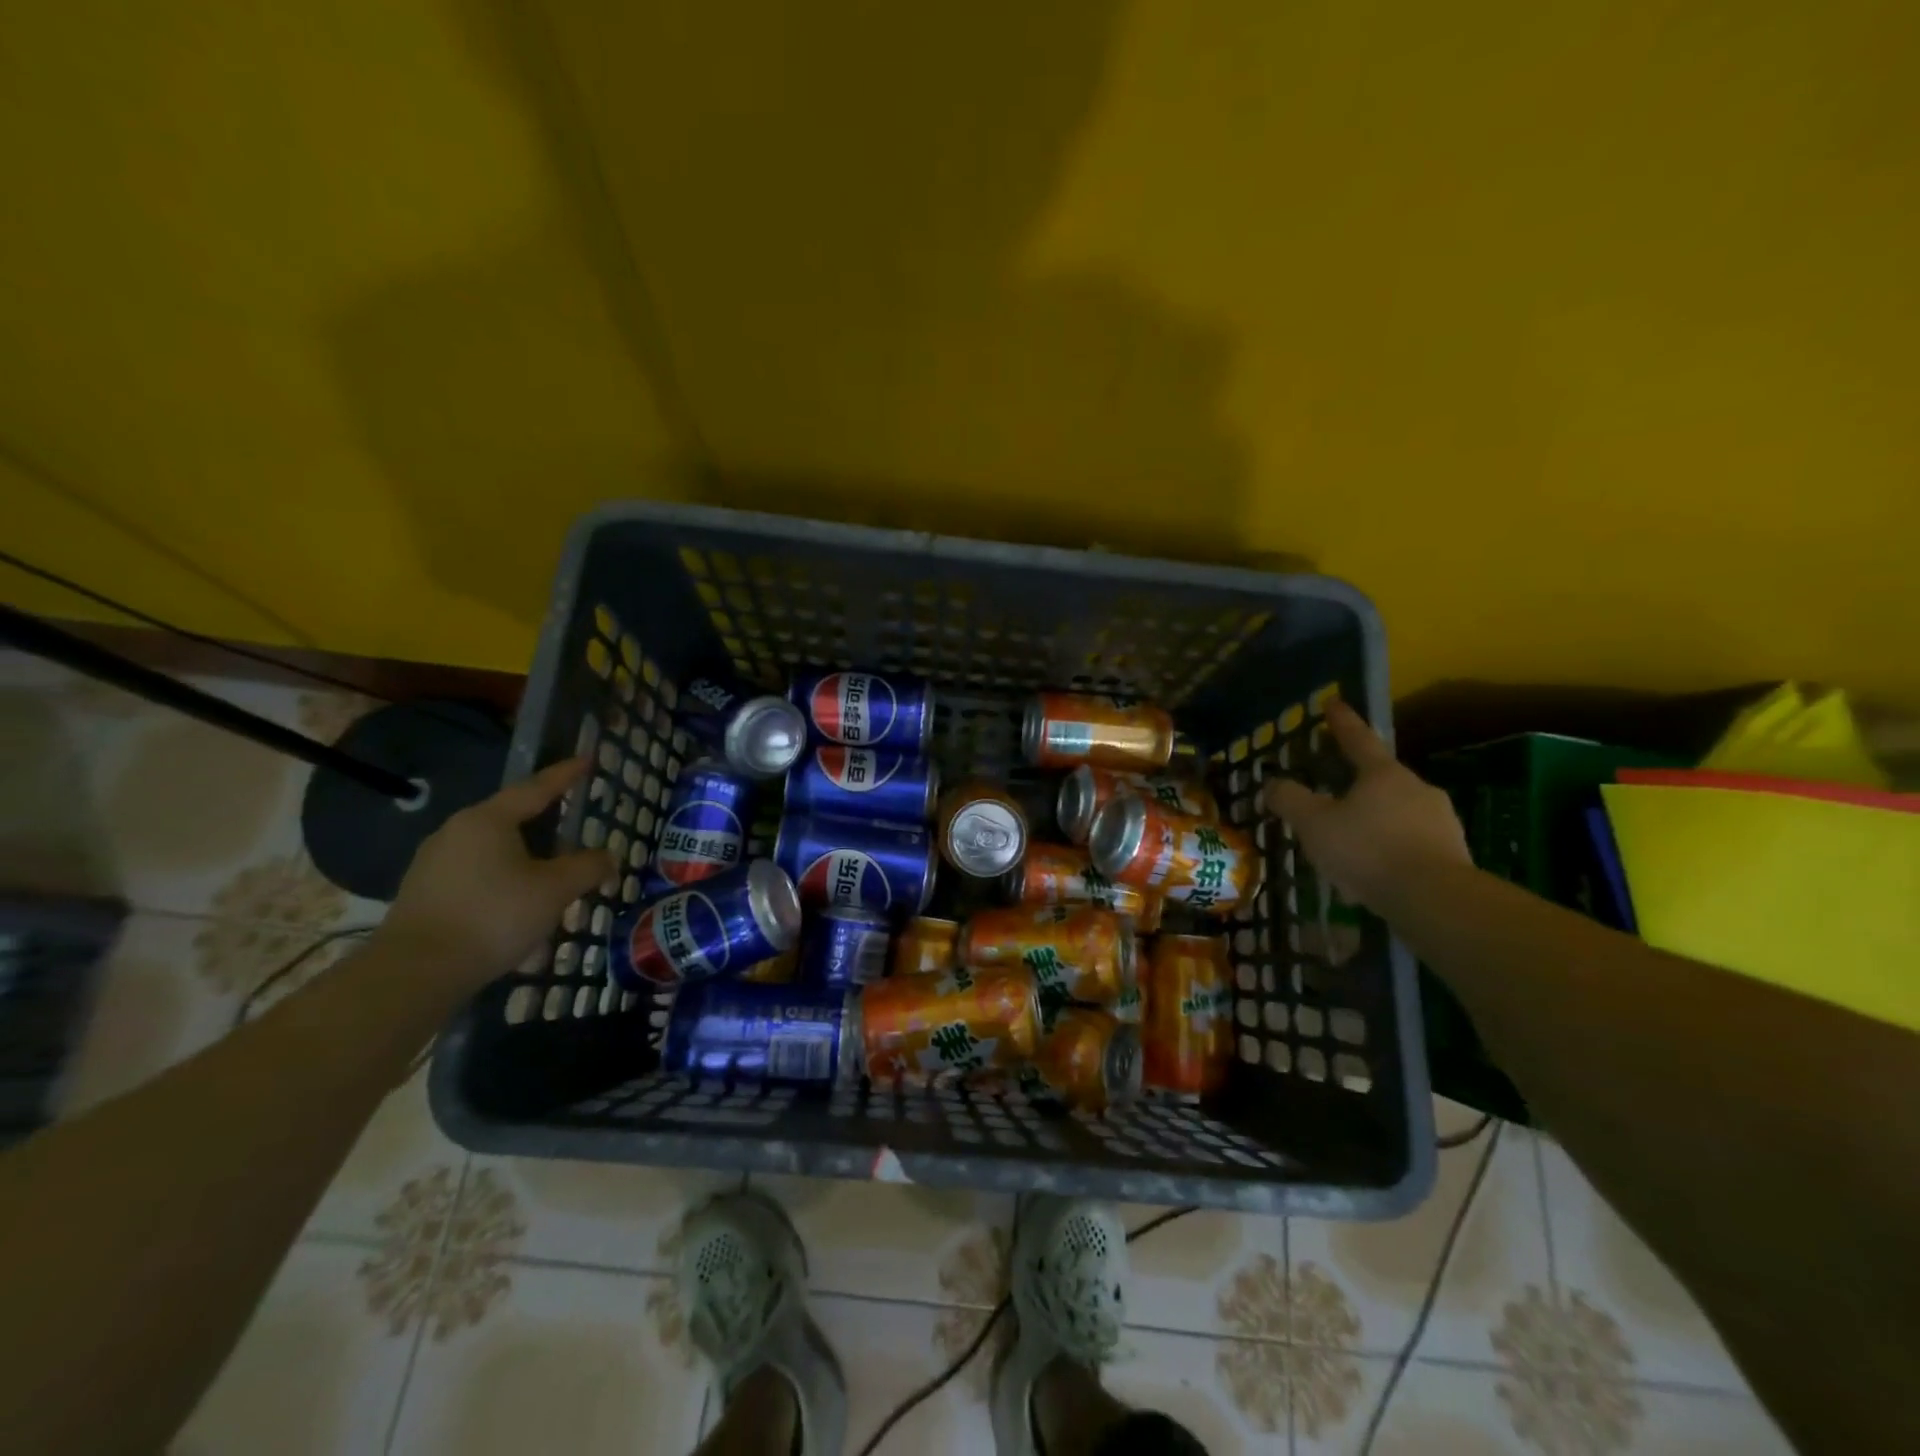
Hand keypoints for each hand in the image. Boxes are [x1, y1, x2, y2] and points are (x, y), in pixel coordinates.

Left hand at [376, 758, 614, 985]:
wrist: (416, 972)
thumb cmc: (494, 916)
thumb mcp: (555, 889)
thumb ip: (588, 867)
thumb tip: (609, 856)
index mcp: (488, 820)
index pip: (536, 788)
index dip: (565, 775)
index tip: (587, 760)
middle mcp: (457, 832)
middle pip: (511, 818)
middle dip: (545, 822)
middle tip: (573, 822)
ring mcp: (435, 863)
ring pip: (494, 850)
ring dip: (526, 859)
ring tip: (551, 876)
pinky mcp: (425, 893)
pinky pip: (477, 876)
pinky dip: (504, 882)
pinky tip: (519, 908)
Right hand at [1261, 700, 1469, 910]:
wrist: (1435, 899)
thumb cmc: (1367, 850)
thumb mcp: (1314, 824)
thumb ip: (1290, 800)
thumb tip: (1271, 783)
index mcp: (1383, 774)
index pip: (1358, 739)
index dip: (1342, 722)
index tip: (1333, 702)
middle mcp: (1416, 788)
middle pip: (1380, 779)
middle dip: (1357, 784)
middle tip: (1333, 795)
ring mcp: (1440, 821)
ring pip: (1396, 813)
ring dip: (1373, 822)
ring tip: (1349, 845)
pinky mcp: (1452, 854)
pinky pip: (1410, 843)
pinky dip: (1389, 850)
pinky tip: (1373, 873)